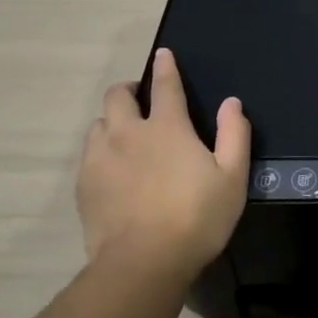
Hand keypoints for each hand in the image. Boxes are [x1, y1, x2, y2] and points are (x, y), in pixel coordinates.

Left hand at [76, 48, 251, 280]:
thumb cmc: (197, 218)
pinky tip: (112, 168)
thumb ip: (234, 135)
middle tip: (140, 98)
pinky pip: (88, 154)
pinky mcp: (84, 184)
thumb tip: (231, 103)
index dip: (166, 67)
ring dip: (112, 121)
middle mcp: (128, 133)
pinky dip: (101, 150)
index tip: (163, 54)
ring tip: (125, 135)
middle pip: (118, 96)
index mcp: (167, 127)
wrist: (143, 262)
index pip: (166, 85)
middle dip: (129, 90)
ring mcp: (100, 158)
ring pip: (98, 124)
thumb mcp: (232, 177)